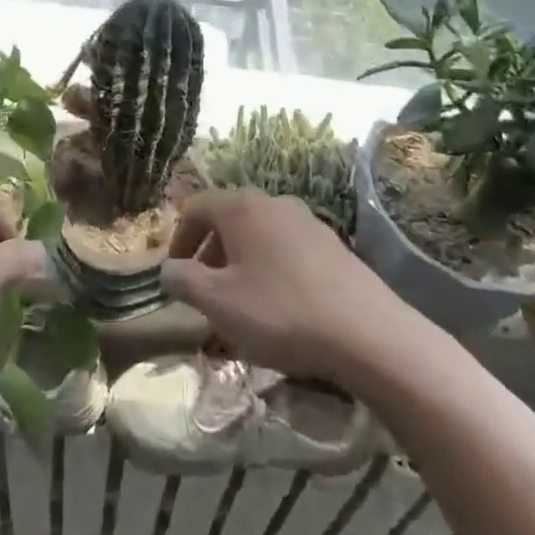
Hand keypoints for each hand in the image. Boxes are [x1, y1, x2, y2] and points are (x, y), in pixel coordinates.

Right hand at [162, 190, 410, 383]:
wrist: (367, 333)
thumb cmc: (280, 312)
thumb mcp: (218, 303)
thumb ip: (183, 280)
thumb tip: (167, 269)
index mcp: (240, 206)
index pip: (195, 208)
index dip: (178, 240)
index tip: (175, 275)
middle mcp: (272, 201)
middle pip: (228, 218)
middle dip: (210, 253)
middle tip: (204, 292)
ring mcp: (306, 220)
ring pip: (259, 234)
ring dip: (240, 262)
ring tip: (240, 303)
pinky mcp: (332, 245)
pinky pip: (286, 249)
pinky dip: (271, 268)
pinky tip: (280, 306)